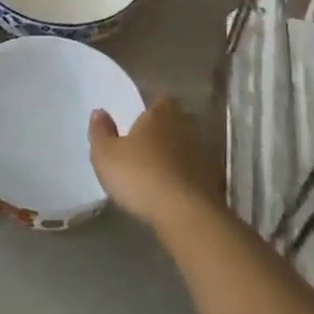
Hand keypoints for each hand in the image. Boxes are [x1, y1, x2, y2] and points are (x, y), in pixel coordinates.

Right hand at [89, 95, 225, 231]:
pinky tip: (173, 190)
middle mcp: (185, 127)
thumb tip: (100, 112)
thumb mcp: (106, 155)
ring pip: (188, 146)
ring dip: (177, 155)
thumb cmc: (140, 175)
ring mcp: (203, 154)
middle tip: (147, 144)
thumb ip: (101, 131)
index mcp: (160, 114)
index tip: (141, 119)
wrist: (185, 214)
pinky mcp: (213, 180)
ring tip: (158, 170)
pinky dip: (186, 176)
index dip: (152, 108)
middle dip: (165, 130)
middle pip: (177, 121)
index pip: (161, 100)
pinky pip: (196, 171)